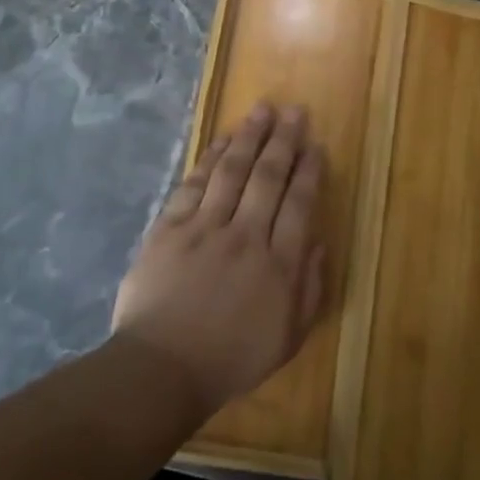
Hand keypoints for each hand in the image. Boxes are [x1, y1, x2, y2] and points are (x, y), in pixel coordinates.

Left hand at [112, 103, 327, 415]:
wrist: (162, 368)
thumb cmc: (230, 360)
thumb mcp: (288, 339)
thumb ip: (309, 290)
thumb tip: (317, 244)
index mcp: (278, 264)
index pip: (299, 204)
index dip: (309, 170)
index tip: (315, 144)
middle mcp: (245, 236)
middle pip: (268, 178)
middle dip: (283, 141)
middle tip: (293, 111)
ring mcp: (204, 228)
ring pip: (231, 171)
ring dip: (248, 138)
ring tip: (261, 111)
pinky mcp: (170, 228)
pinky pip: (193, 184)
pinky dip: (209, 159)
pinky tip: (220, 141)